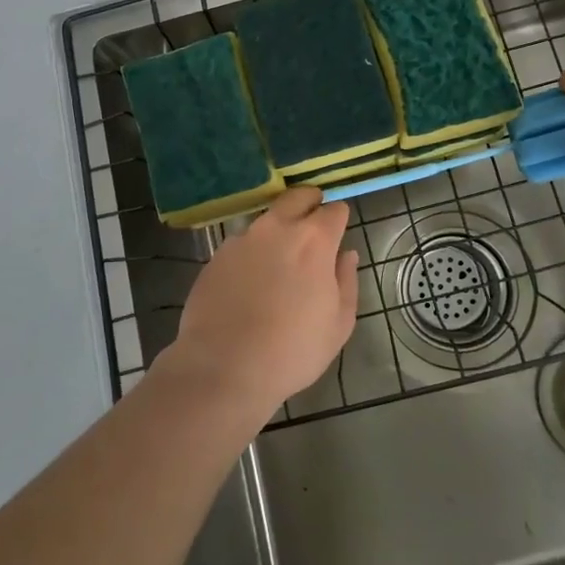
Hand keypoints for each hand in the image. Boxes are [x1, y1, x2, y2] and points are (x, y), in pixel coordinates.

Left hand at [163, 189, 358, 425]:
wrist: (223, 367)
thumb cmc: (292, 350)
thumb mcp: (339, 324)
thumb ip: (347, 281)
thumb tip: (346, 255)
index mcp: (314, 240)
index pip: (334, 210)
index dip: (340, 219)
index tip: (339, 233)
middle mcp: (277, 228)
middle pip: (298, 196)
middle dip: (310, 203)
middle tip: (314, 225)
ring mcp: (242, 239)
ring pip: (267, 219)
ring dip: (279, 228)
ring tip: (280, 259)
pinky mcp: (217, 255)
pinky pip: (243, 242)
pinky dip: (253, 251)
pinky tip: (251, 279)